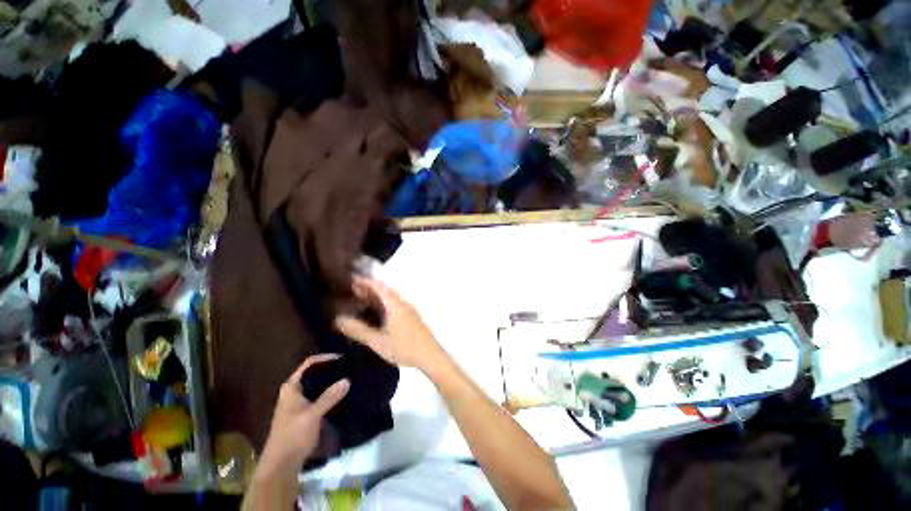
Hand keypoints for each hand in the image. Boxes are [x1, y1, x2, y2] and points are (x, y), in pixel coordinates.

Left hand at [258, 354, 349, 471]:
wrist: (281, 464)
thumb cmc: (293, 435)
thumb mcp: (312, 414)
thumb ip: (329, 397)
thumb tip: (348, 379)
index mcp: (291, 387)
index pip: (309, 363)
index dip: (325, 358)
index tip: (342, 357)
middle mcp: (293, 391)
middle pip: (313, 373)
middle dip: (329, 369)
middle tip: (348, 366)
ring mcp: (297, 402)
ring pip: (316, 385)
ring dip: (329, 381)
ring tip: (347, 377)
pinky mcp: (303, 412)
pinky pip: (318, 395)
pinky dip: (328, 392)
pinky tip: (340, 394)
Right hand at [335, 276, 443, 370]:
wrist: (430, 356)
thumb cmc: (404, 347)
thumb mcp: (378, 341)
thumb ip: (358, 330)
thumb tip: (338, 319)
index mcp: (395, 305)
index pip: (379, 286)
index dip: (365, 281)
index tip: (351, 279)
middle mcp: (403, 303)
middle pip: (385, 291)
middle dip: (369, 289)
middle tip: (352, 291)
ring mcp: (409, 310)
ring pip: (390, 298)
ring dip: (376, 297)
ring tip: (361, 301)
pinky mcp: (411, 317)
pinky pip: (394, 305)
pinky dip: (383, 304)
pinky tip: (376, 314)